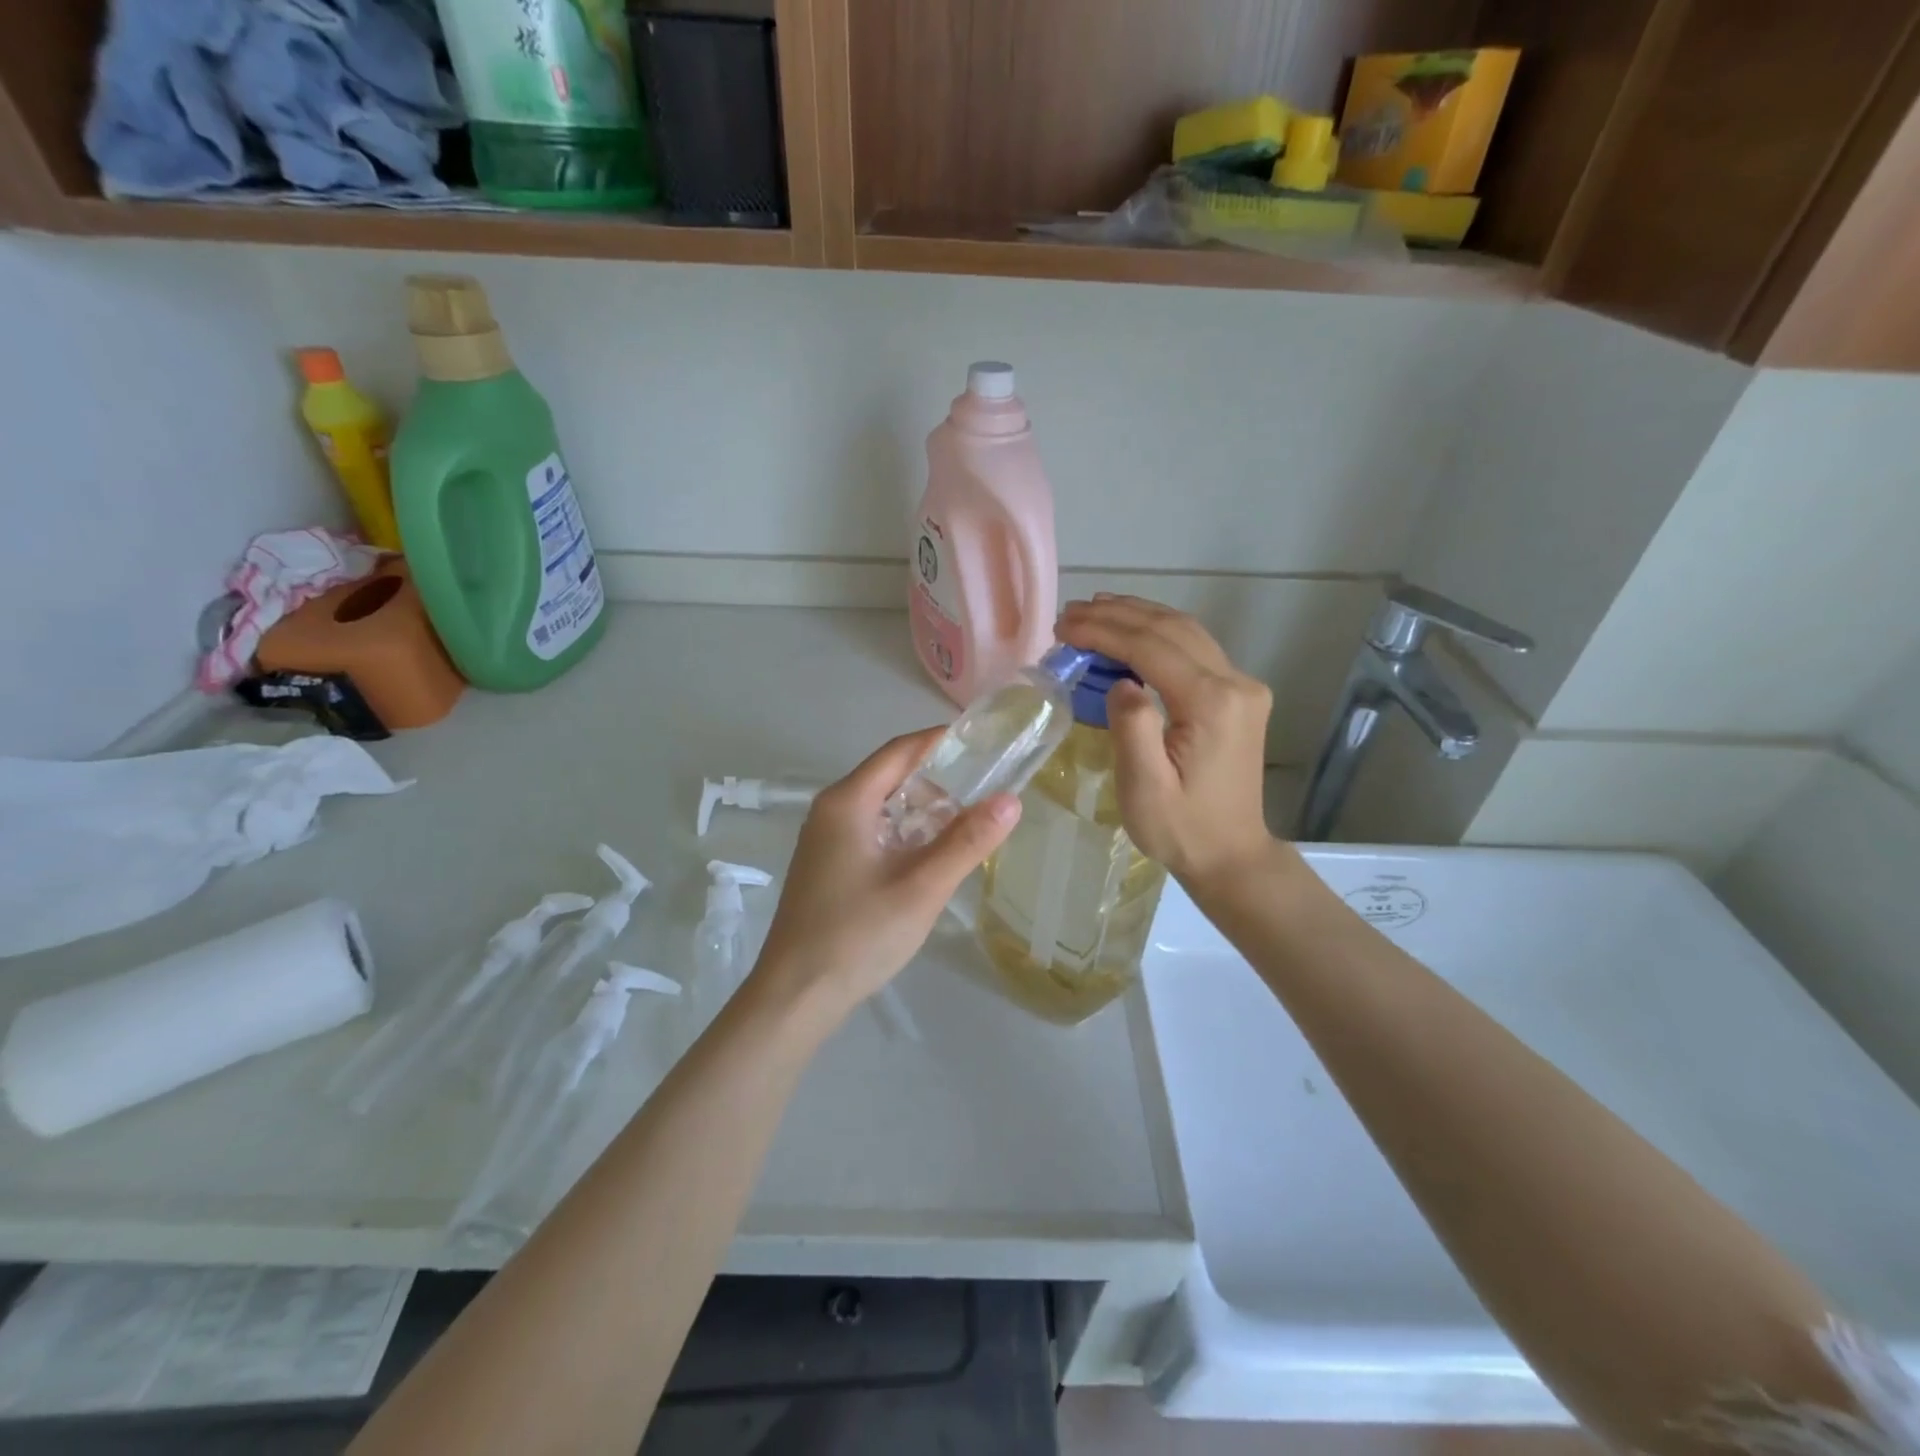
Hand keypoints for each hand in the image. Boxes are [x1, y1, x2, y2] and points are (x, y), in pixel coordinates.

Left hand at [751, 728, 1020, 1021]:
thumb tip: (1011, 800)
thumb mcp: (922, 888)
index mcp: (847, 802)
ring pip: (882, 806)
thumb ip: (967, 842)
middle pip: (890, 775)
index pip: (900, 751)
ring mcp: (825, 839)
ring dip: (922, 808)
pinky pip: (872, 831)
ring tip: (968, 821)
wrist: (795, 996)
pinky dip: (904, 832)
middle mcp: (831, 810)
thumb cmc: (857, 935)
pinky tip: (931, 854)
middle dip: (938, 777)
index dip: (941, 741)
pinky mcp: (827, 865)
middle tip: (986, 787)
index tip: (985, 743)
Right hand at [1056, 595, 1275, 885]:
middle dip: (1117, 615)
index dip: (1104, 631)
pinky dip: (1158, 632)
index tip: (1063, 626)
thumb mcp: (1145, 789)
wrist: (1232, 855)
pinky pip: (1195, 647)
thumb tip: (1120, 681)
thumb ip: (1132, 728)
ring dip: (1138, 616)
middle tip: (1070, 613)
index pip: (1151, 647)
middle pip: (1171, 629)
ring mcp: (1243, 686)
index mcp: (1211, 704)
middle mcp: (1236, 683)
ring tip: (1094, 610)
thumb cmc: (1181, 829)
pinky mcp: (1239, 695)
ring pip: (1186, 631)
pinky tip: (1132, 630)